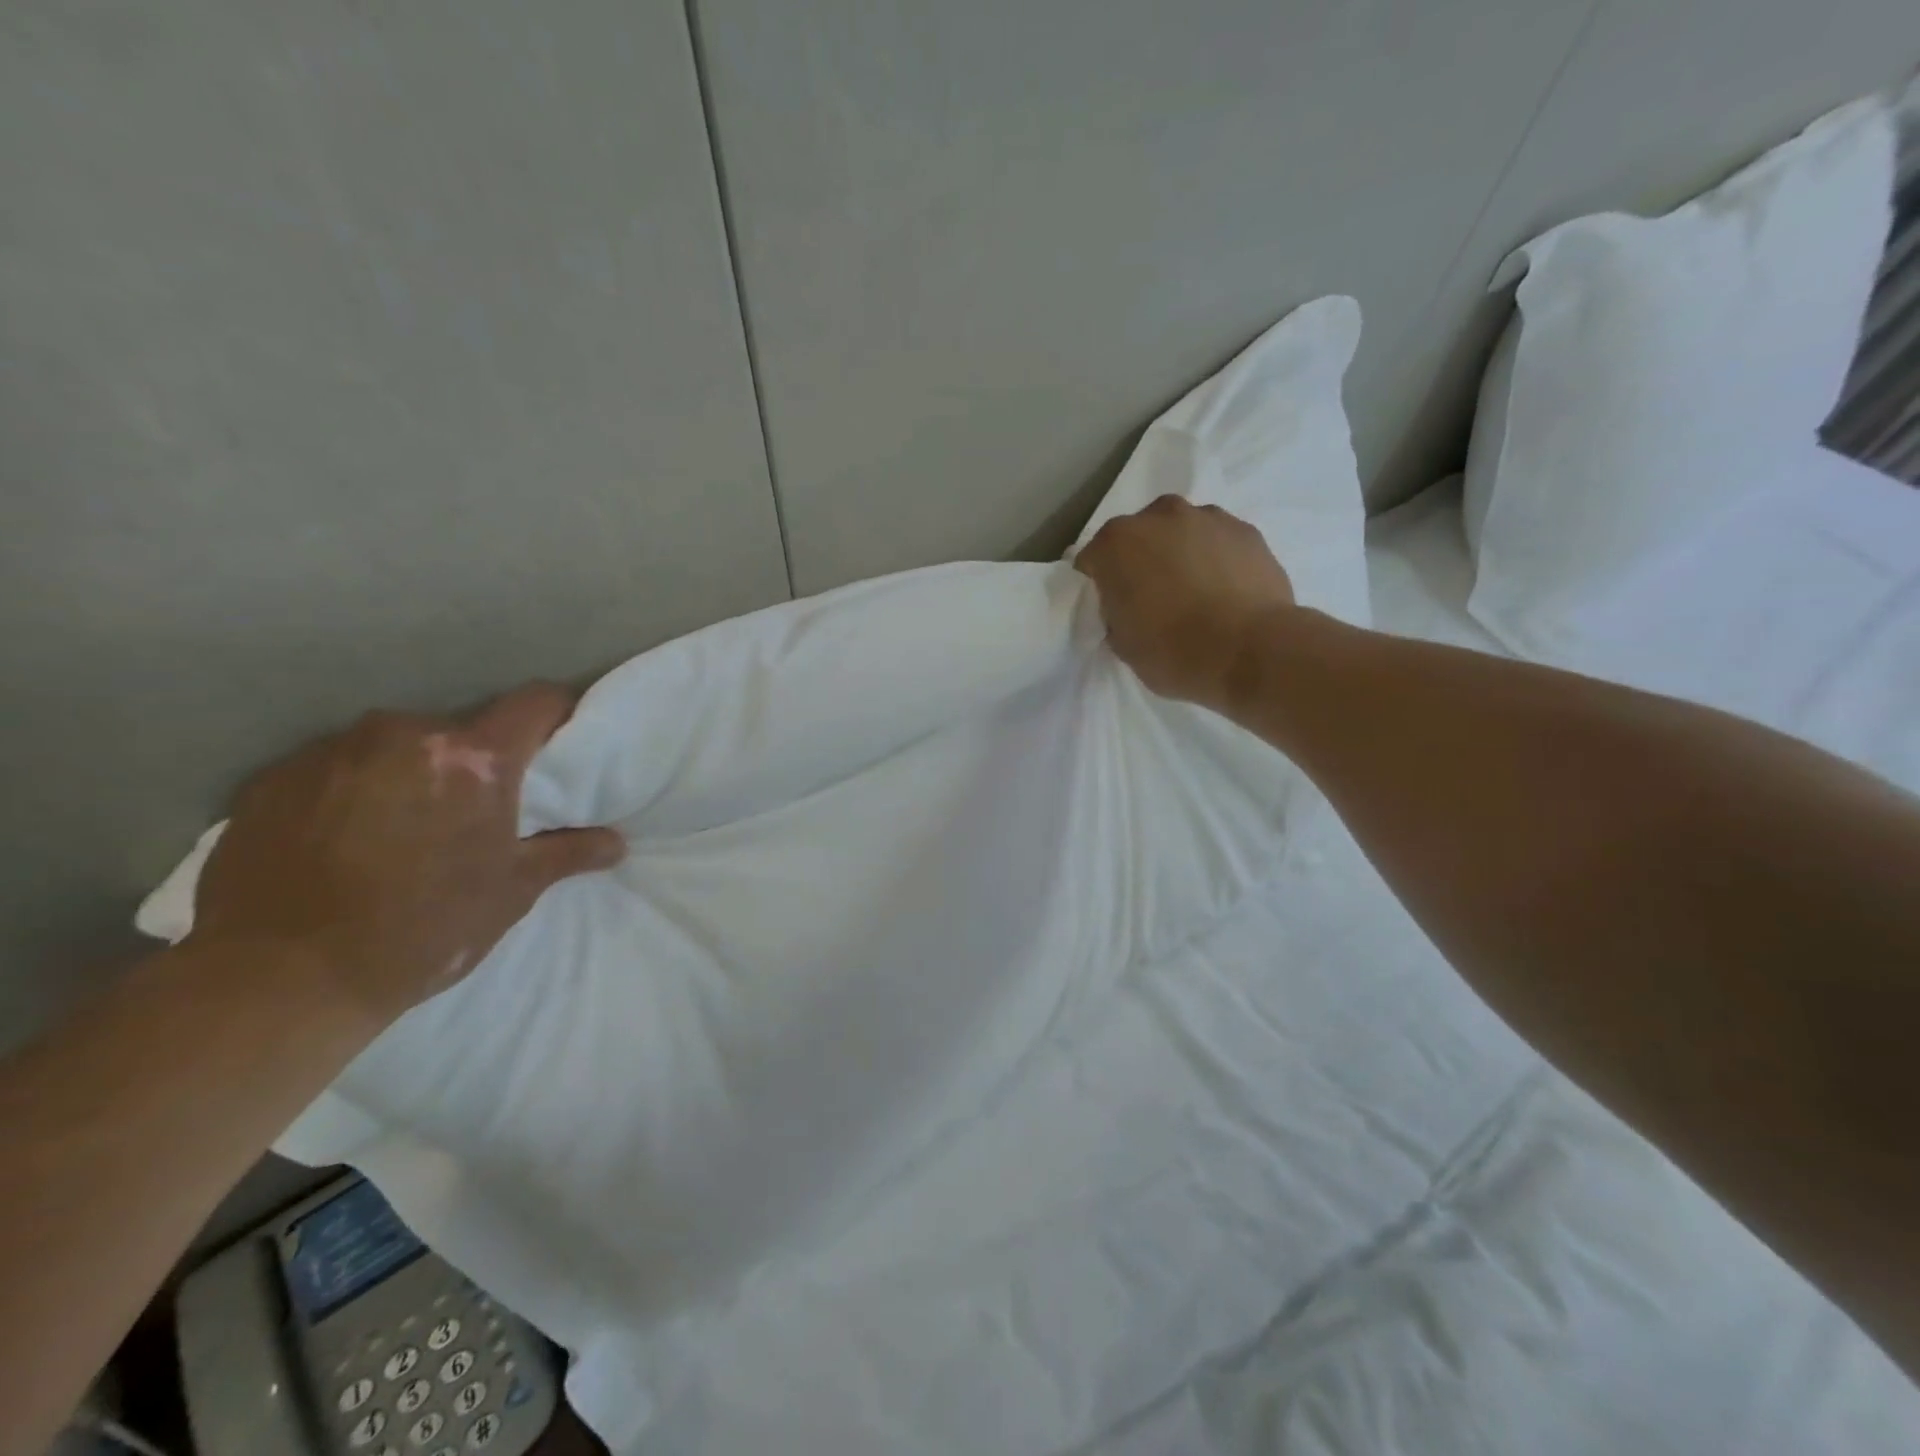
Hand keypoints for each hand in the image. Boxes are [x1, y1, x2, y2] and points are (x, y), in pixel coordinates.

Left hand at [190, 683, 625, 1029]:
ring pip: (394, 745)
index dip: (557, 711)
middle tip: (472, 807)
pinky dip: (351, 789)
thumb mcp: (511, 893)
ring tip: (400, 825)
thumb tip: (616, 842)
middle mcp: (404, 735)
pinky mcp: (273, 778)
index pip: (534, 703)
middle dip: (473, 759)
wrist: (280, 981)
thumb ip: (568, 853)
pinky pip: (334, 767)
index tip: (562, 732)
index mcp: (473, 759)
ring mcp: (331, 751)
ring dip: (409, 771)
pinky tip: (342, 838)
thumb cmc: (423, 930)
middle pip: (459, 728)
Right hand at [1075, 496, 1295, 711]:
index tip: (1112, 607)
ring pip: (1183, 533)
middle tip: (1154, 597)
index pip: (1093, 559)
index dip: (1100, 584)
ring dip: (1182, 553)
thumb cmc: (1173, 651)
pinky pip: (1220, 543)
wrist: (1249, 651)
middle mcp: (1159, 516)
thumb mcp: (1123, 644)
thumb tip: (1128, 607)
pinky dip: (1218, 560)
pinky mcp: (1248, 531)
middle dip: (1142, 560)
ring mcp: (1208, 518)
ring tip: (1196, 593)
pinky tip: (1226, 592)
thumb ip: (1117, 614)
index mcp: (1117, 543)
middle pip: (1141, 535)